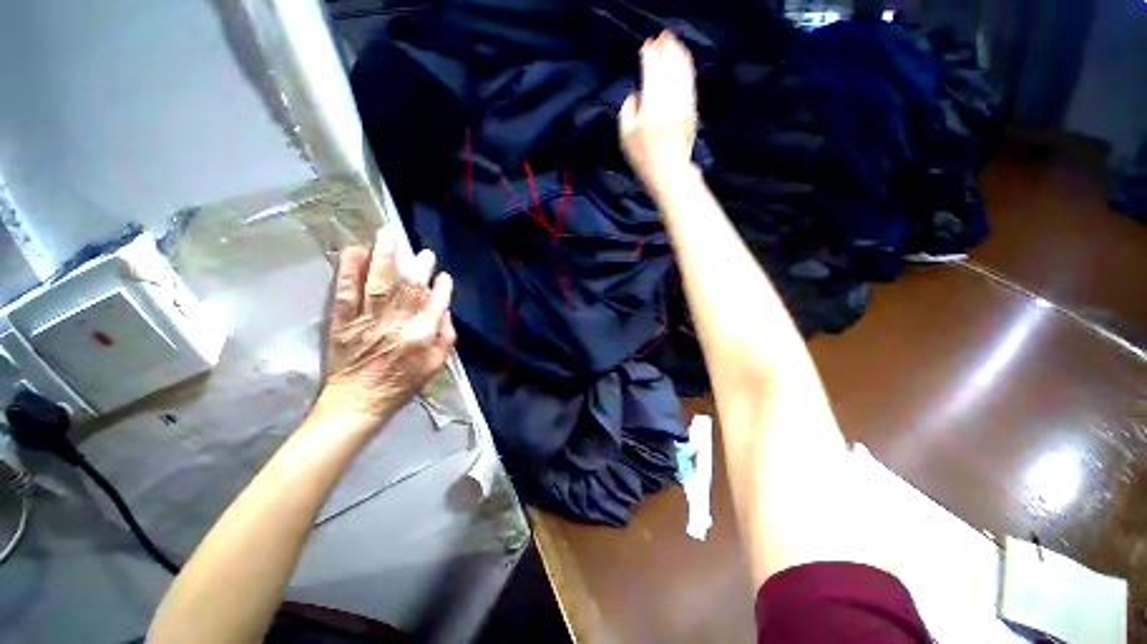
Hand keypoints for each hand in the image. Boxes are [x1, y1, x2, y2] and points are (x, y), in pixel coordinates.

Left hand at [316, 228, 455, 422]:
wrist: (358, 402)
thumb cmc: (402, 385)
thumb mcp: (436, 366)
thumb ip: (445, 337)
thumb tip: (445, 311)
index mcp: (422, 336)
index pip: (436, 303)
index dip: (442, 287)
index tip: (444, 275)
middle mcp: (397, 325)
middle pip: (409, 289)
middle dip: (418, 266)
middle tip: (423, 252)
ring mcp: (368, 321)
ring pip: (378, 284)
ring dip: (383, 257)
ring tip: (387, 235)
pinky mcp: (343, 323)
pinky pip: (346, 294)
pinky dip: (349, 271)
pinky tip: (353, 251)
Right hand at [619, 31, 698, 194]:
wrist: (669, 172)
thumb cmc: (643, 157)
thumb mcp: (625, 135)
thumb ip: (628, 109)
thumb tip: (636, 94)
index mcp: (651, 103)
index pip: (651, 70)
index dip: (648, 55)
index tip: (645, 47)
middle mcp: (670, 98)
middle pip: (669, 65)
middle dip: (665, 49)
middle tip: (660, 39)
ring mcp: (684, 103)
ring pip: (683, 70)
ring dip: (678, 53)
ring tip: (674, 43)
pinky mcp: (692, 109)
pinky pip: (690, 81)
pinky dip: (687, 67)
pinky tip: (684, 61)